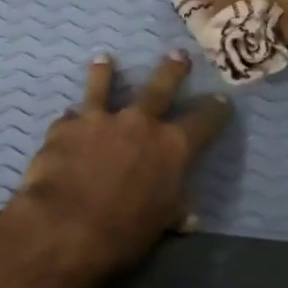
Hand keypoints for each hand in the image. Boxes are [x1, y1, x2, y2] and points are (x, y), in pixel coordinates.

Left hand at [3, 52, 232, 285]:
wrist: (65, 226)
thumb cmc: (123, 232)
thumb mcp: (159, 224)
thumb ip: (174, 211)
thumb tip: (189, 217)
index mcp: (172, 147)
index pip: (203, 122)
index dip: (215, 111)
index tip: (222, 101)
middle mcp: (139, 123)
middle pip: (160, 88)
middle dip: (172, 71)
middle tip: (177, 54)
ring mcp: (100, 120)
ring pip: (104, 87)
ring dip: (105, 73)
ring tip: (105, 59)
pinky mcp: (65, 127)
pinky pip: (69, 117)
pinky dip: (71, 119)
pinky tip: (66, 117)